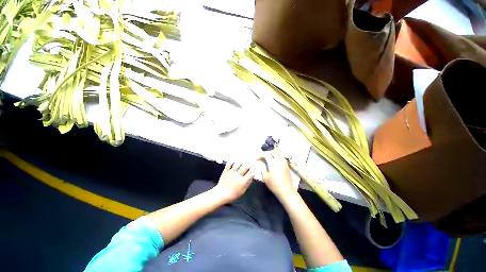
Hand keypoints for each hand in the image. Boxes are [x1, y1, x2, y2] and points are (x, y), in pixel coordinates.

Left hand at [214, 162, 253, 202]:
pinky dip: (232, 161)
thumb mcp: (243, 190)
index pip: (250, 173)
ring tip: (244, 160)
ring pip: (238, 164)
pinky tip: (235, 160)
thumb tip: (252, 176)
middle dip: (249, 163)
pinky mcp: (226, 171)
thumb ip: (248, 183)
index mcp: (242, 181)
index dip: (254, 169)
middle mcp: (237, 176)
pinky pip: (229, 164)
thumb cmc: (234, 194)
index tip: (255, 167)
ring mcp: (231, 172)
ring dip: (242, 161)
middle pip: (245, 167)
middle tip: (251, 162)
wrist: (222, 194)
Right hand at [260, 152, 295, 198]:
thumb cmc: (274, 184)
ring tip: (269, 159)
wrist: (286, 191)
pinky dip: (278, 157)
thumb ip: (262, 168)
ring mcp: (284, 163)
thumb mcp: (265, 177)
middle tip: (263, 158)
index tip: (257, 159)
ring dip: (273, 154)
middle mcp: (279, 160)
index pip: (266, 154)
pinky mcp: (287, 166)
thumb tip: (259, 162)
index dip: (261, 155)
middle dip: (267, 153)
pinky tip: (275, 162)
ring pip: (279, 154)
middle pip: (273, 152)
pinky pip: (282, 158)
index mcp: (273, 162)